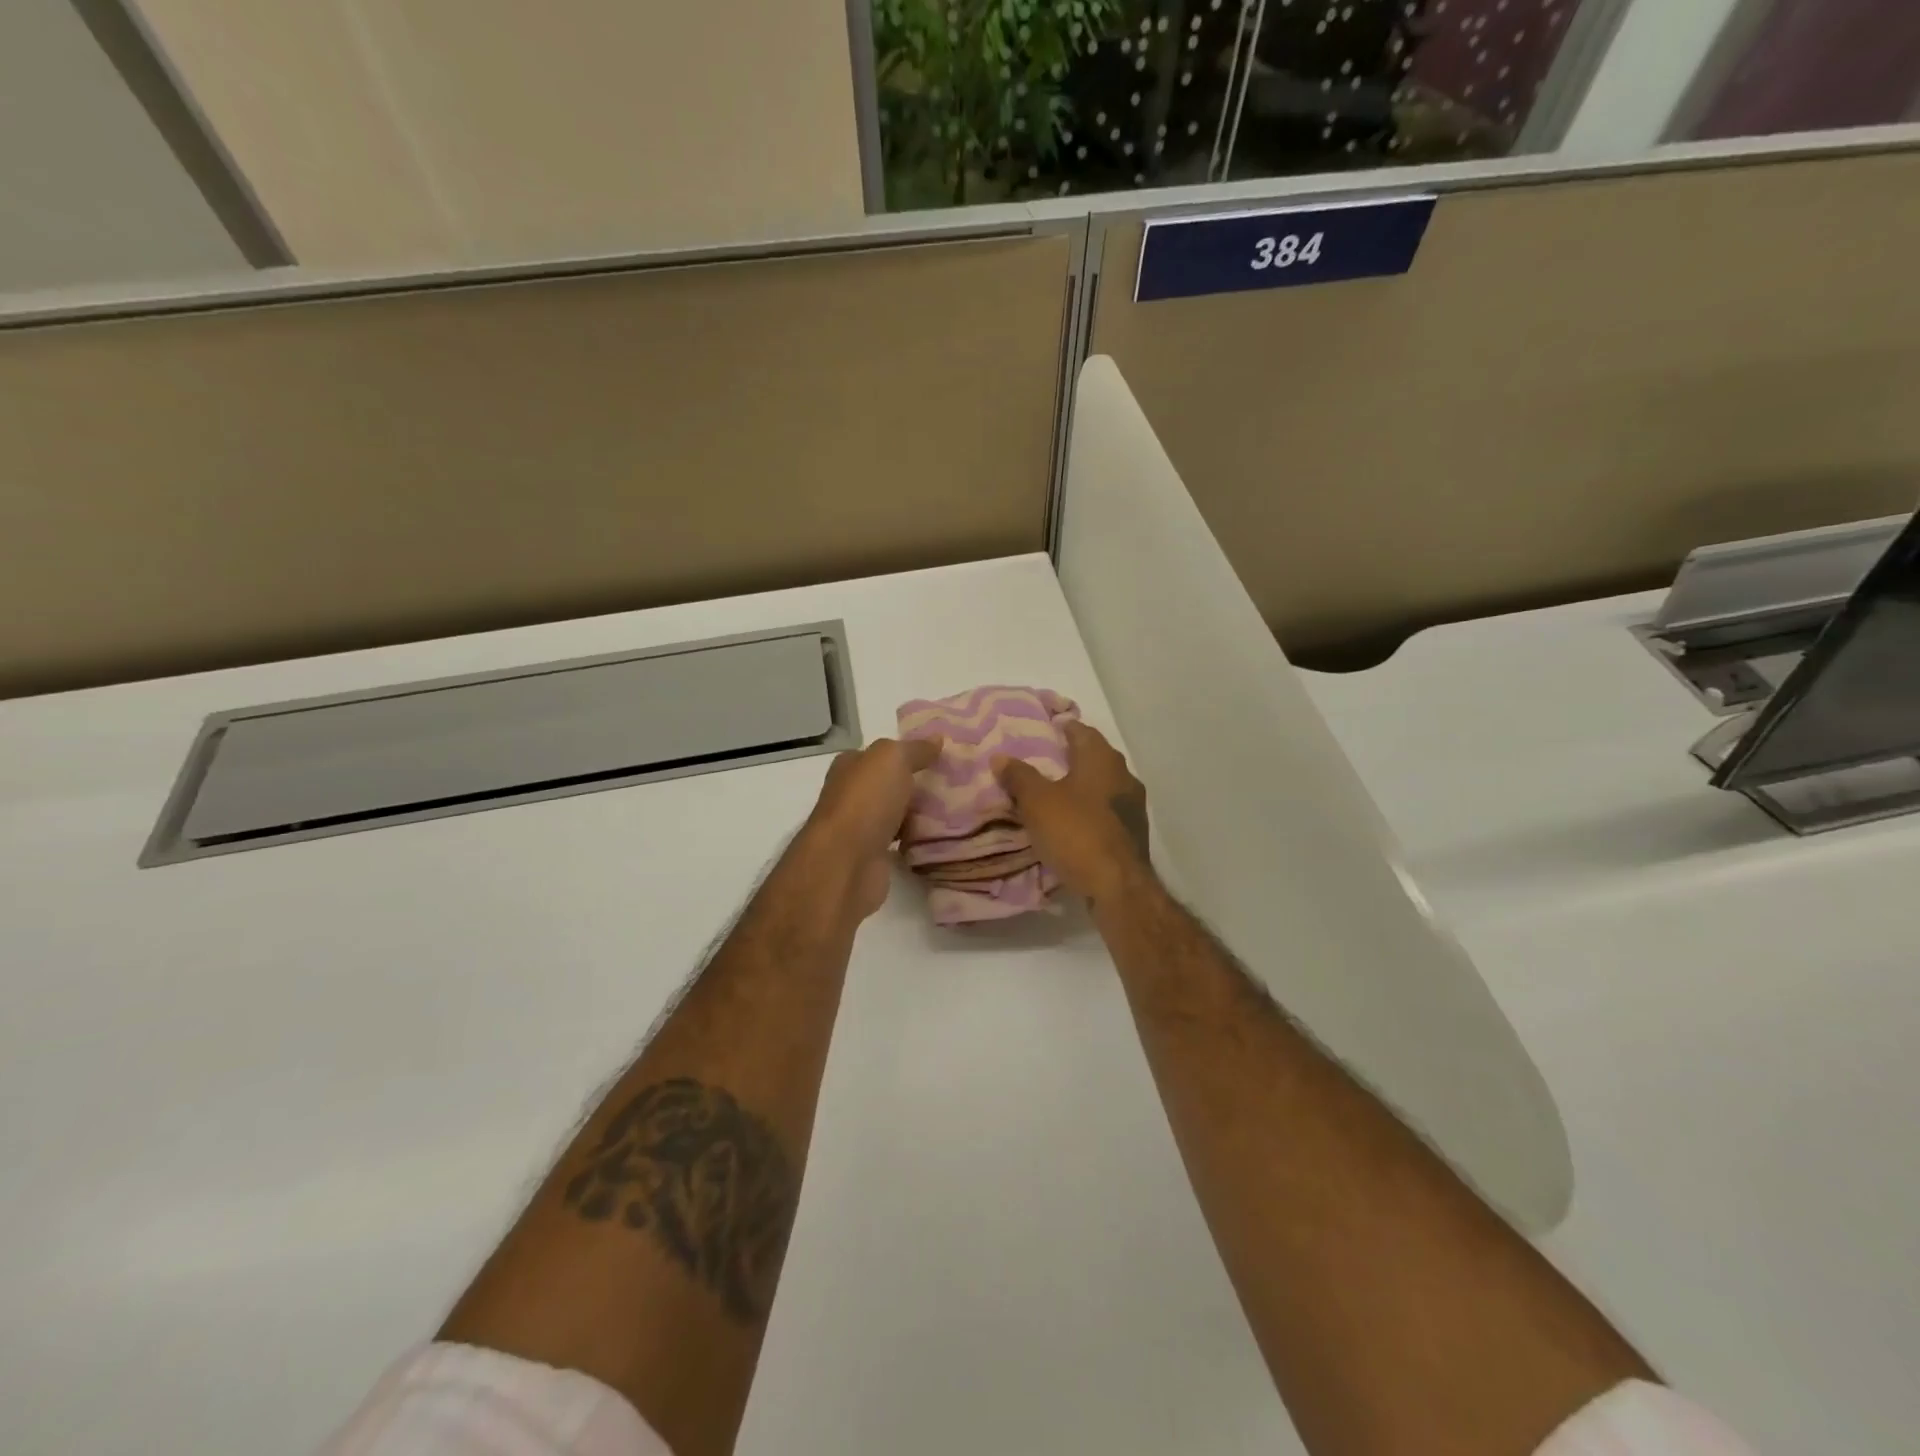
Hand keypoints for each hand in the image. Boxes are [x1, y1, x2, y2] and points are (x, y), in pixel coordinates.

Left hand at [802, 736, 941, 919]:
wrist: (846, 862)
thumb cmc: (866, 801)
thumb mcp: (892, 759)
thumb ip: (915, 749)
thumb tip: (937, 739)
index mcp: (850, 767)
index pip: (879, 754)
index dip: (906, 753)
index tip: (939, 756)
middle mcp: (851, 795)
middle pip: (888, 785)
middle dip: (916, 784)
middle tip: (955, 783)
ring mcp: (859, 828)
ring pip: (895, 813)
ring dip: (917, 812)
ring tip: (954, 809)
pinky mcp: (871, 856)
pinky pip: (899, 840)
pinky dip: (915, 838)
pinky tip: (938, 836)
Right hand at [994, 722, 1149, 904]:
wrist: (1117, 885)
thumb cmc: (1076, 833)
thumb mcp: (1037, 802)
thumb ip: (1019, 777)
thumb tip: (1000, 757)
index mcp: (1102, 759)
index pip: (1081, 731)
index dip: (1062, 728)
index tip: (1044, 731)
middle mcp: (1123, 775)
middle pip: (1095, 757)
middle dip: (1072, 757)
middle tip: (1043, 762)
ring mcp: (1133, 805)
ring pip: (1103, 785)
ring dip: (1082, 786)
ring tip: (1055, 793)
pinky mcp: (1133, 832)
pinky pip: (1107, 810)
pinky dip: (1090, 810)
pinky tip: (1073, 822)